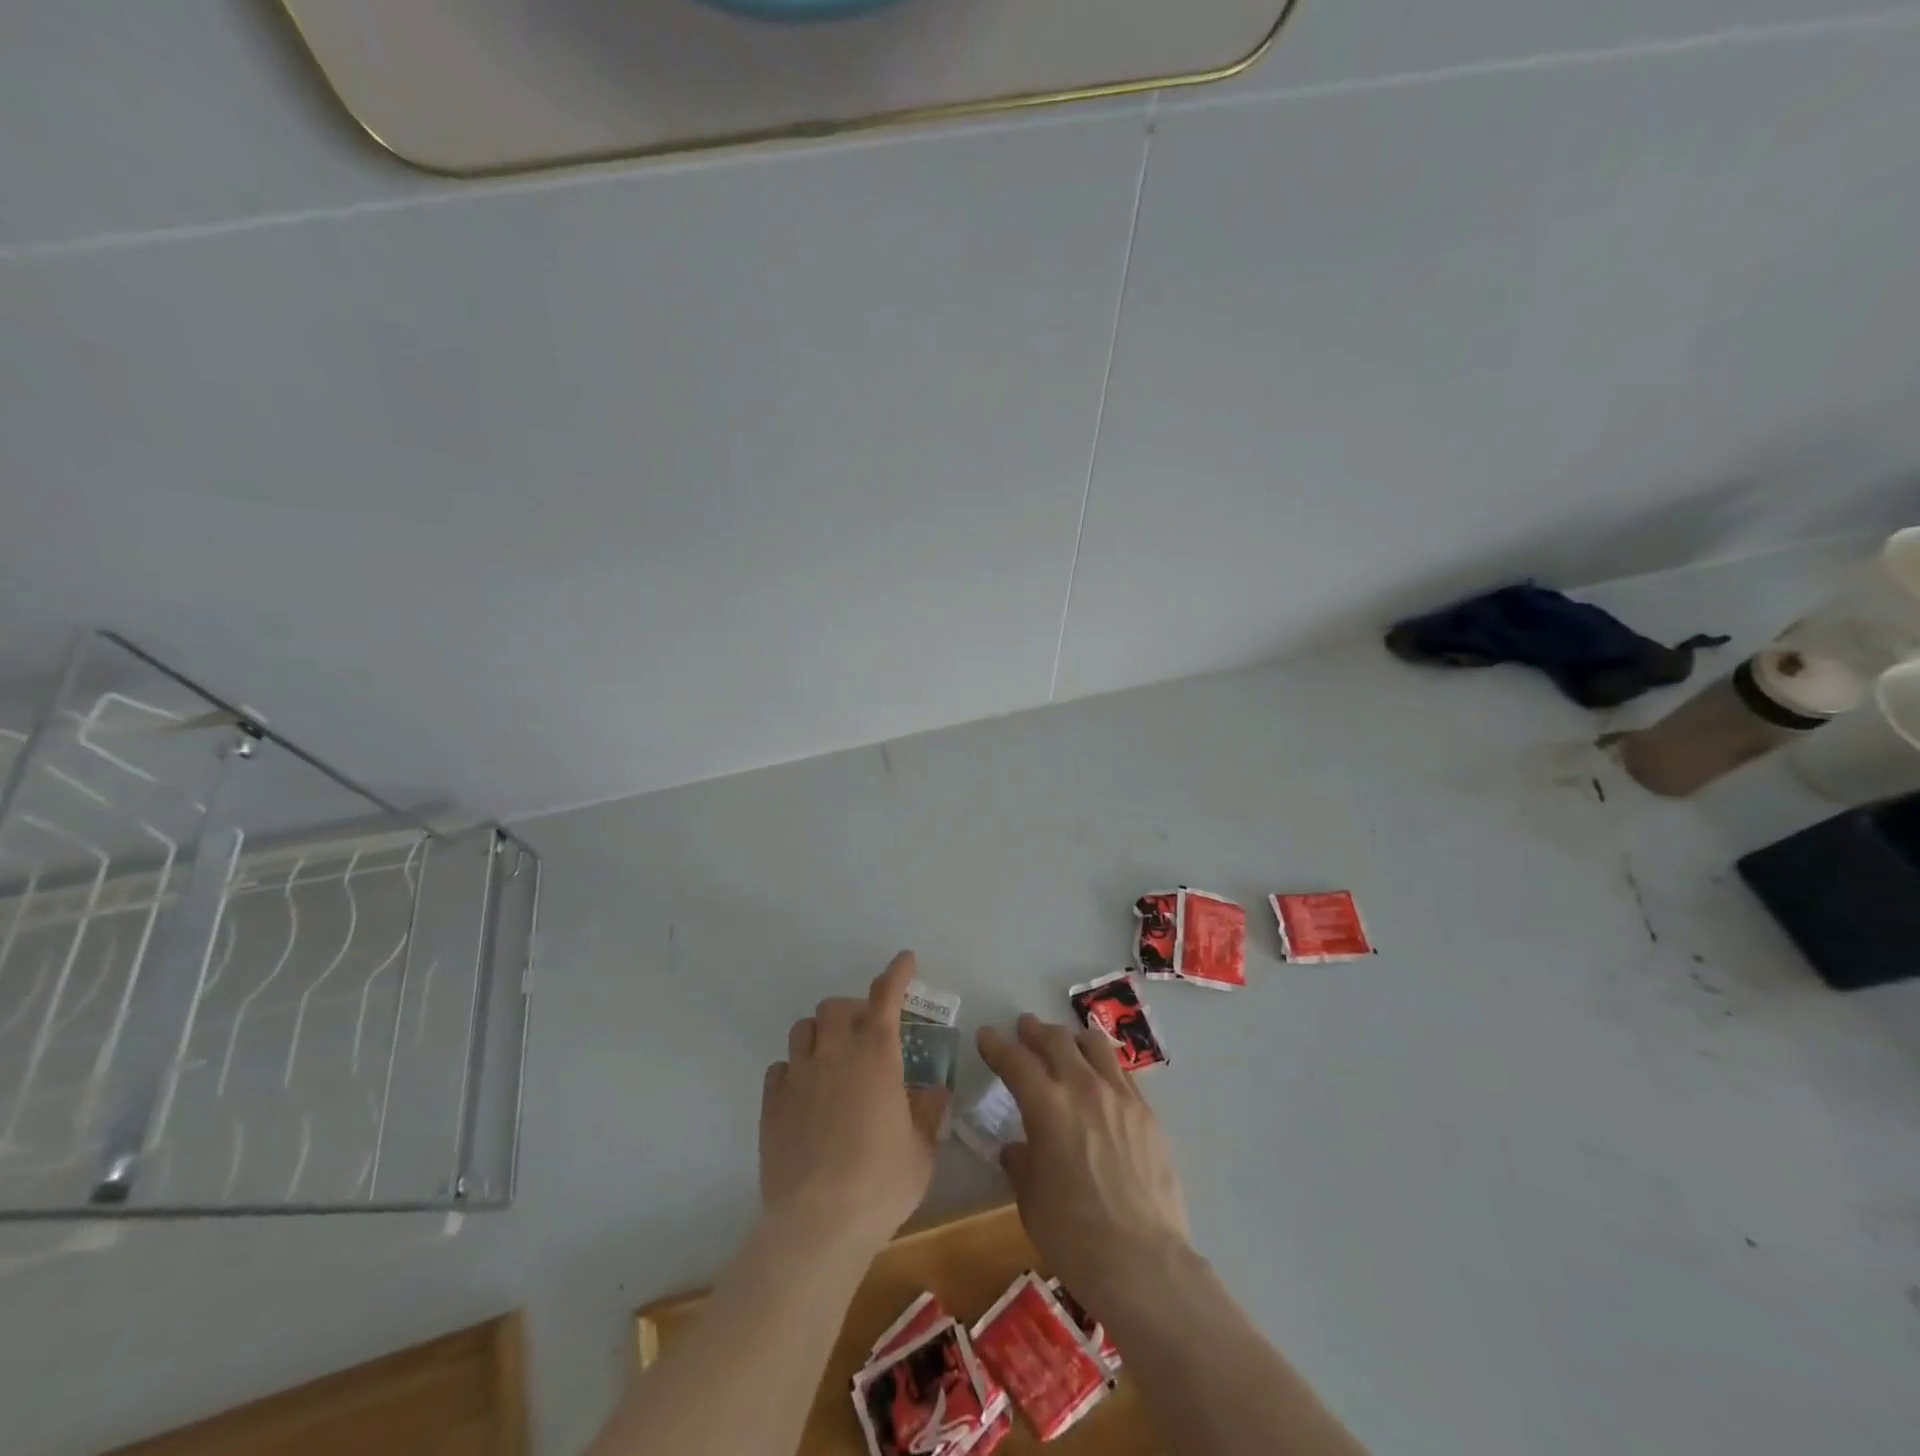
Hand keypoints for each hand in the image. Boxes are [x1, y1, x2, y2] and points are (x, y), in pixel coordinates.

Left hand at [760, 951, 948, 1254]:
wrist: (818, 1224)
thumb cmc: (881, 1183)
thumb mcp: (922, 1151)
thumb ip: (929, 1114)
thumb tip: (935, 1092)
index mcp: (877, 1056)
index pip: (886, 997)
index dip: (896, 974)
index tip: (905, 960)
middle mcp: (835, 1054)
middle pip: (835, 1007)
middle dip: (852, 1010)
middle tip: (866, 1032)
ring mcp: (798, 1077)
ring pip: (802, 1030)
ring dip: (820, 1034)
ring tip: (831, 1058)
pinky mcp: (771, 1105)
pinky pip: (780, 1069)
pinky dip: (794, 1070)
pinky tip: (804, 1094)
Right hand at [978, 1013, 1190, 1307]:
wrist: (1142, 1262)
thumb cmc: (1073, 1235)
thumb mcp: (1030, 1200)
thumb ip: (1021, 1164)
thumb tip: (1017, 1149)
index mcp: (1047, 1106)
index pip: (1015, 1061)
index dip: (996, 1045)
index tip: (986, 1035)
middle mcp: (1083, 1088)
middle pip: (1056, 1041)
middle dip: (1035, 1031)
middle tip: (1025, 1028)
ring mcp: (1120, 1097)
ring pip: (1094, 1046)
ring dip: (1073, 1039)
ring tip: (1066, 1044)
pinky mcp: (1147, 1113)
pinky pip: (1122, 1073)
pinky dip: (1103, 1066)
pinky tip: (1100, 1080)